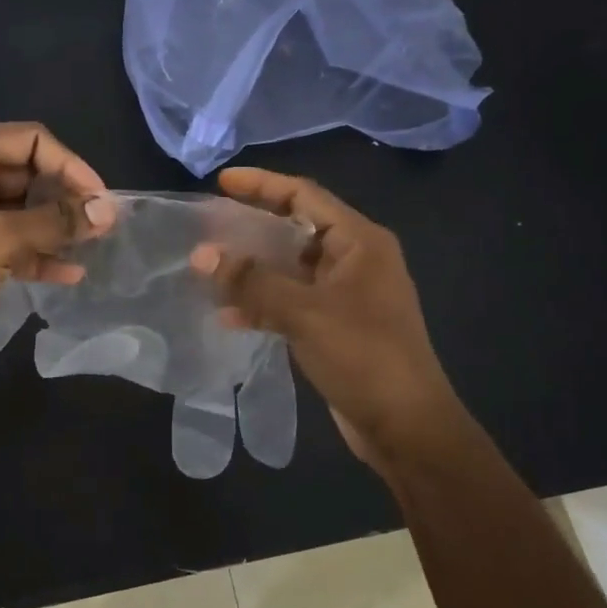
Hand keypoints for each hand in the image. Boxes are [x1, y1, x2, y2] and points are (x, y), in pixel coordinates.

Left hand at [0, 123, 114, 366]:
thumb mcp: (0, 240)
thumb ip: (56, 222)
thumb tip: (108, 210)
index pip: (32, 141)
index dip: (72, 167)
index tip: (102, 201)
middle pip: (28, 173)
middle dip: (65, 200)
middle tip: (100, 228)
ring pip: (20, 209)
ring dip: (54, 229)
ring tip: (91, 249)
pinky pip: (7, 238)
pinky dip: (35, 252)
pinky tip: (68, 273)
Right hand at [190, 167, 460, 462]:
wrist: (405, 426)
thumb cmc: (363, 356)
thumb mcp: (304, 312)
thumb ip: (252, 280)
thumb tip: (201, 253)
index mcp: (359, 242)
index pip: (305, 195)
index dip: (262, 184)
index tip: (221, 181)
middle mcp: (354, 260)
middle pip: (295, 229)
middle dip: (251, 227)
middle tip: (208, 225)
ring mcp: (345, 295)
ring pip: (289, 268)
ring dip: (252, 268)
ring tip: (209, 268)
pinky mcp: (334, 326)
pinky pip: (290, 301)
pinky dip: (262, 303)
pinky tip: (228, 314)